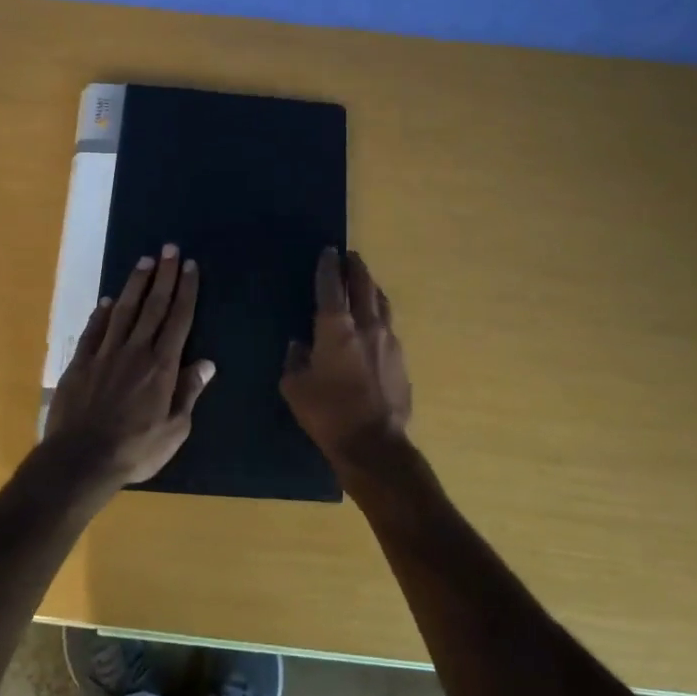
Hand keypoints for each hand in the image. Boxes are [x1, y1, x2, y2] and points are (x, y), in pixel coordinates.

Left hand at [45, 245, 213, 491]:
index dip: (186, 291)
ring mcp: (105, 354)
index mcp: (162, 366)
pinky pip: (94, 330)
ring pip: (124, 310)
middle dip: (163, 276)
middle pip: (153, 306)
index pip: (178, 319)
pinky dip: (102, 313)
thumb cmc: (135, 450)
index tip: (190, 266)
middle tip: (169, 248)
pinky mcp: (81, 363)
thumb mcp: (174, 430)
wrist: (80, 459)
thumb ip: (188, 393)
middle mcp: (135, 351)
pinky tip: (108, 300)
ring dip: (135, 284)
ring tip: (144, 262)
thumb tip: (207, 363)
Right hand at [280, 247, 412, 473]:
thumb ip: (295, 360)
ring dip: (371, 288)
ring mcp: (389, 340)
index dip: (328, 265)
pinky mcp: (401, 359)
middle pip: (363, 284)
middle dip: (355, 267)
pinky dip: (380, 315)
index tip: (328, 250)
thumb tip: (299, 346)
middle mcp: (366, 325)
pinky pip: (389, 326)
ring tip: (365, 283)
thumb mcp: (295, 388)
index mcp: (336, 328)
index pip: (331, 285)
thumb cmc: (328, 414)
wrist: (374, 445)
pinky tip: (375, 323)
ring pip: (381, 302)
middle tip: (349, 256)